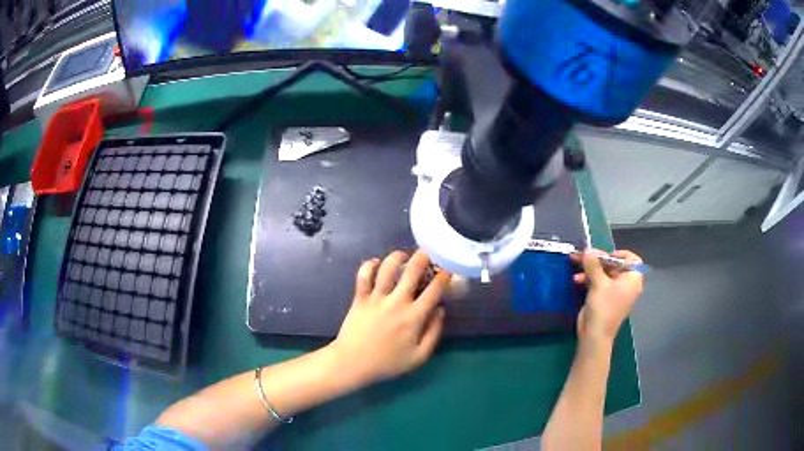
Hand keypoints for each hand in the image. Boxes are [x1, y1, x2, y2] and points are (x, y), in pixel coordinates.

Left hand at [329, 250, 450, 386]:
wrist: (353, 363)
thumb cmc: (388, 363)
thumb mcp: (419, 356)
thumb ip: (434, 332)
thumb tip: (441, 310)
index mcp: (414, 317)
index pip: (434, 290)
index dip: (444, 276)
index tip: (448, 268)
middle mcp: (396, 302)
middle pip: (412, 271)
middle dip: (423, 257)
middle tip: (428, 252)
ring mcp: (376, 298)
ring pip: (387, 268)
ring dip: (396, 257)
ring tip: (402, 255)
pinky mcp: (359, 298)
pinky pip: (363, 275)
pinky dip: (369, 265)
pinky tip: (376, 263)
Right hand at [571, 249, 643, 343]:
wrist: (595, 335)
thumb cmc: (604, 307)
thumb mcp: (599, 284)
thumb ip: (593, 265)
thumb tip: (588, 249)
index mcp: (632, 279)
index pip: (632, 260)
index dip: (619, 254)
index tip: (605, 255)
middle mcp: (626, 284)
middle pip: (614, 265)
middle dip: (597, 260)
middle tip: (583, 255)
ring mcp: (614, 291)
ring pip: (603, 273)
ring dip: (590, 269)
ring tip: (575, 264)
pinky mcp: (604, 298)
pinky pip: (598, 282)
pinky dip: (589, 279)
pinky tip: (577, 279)